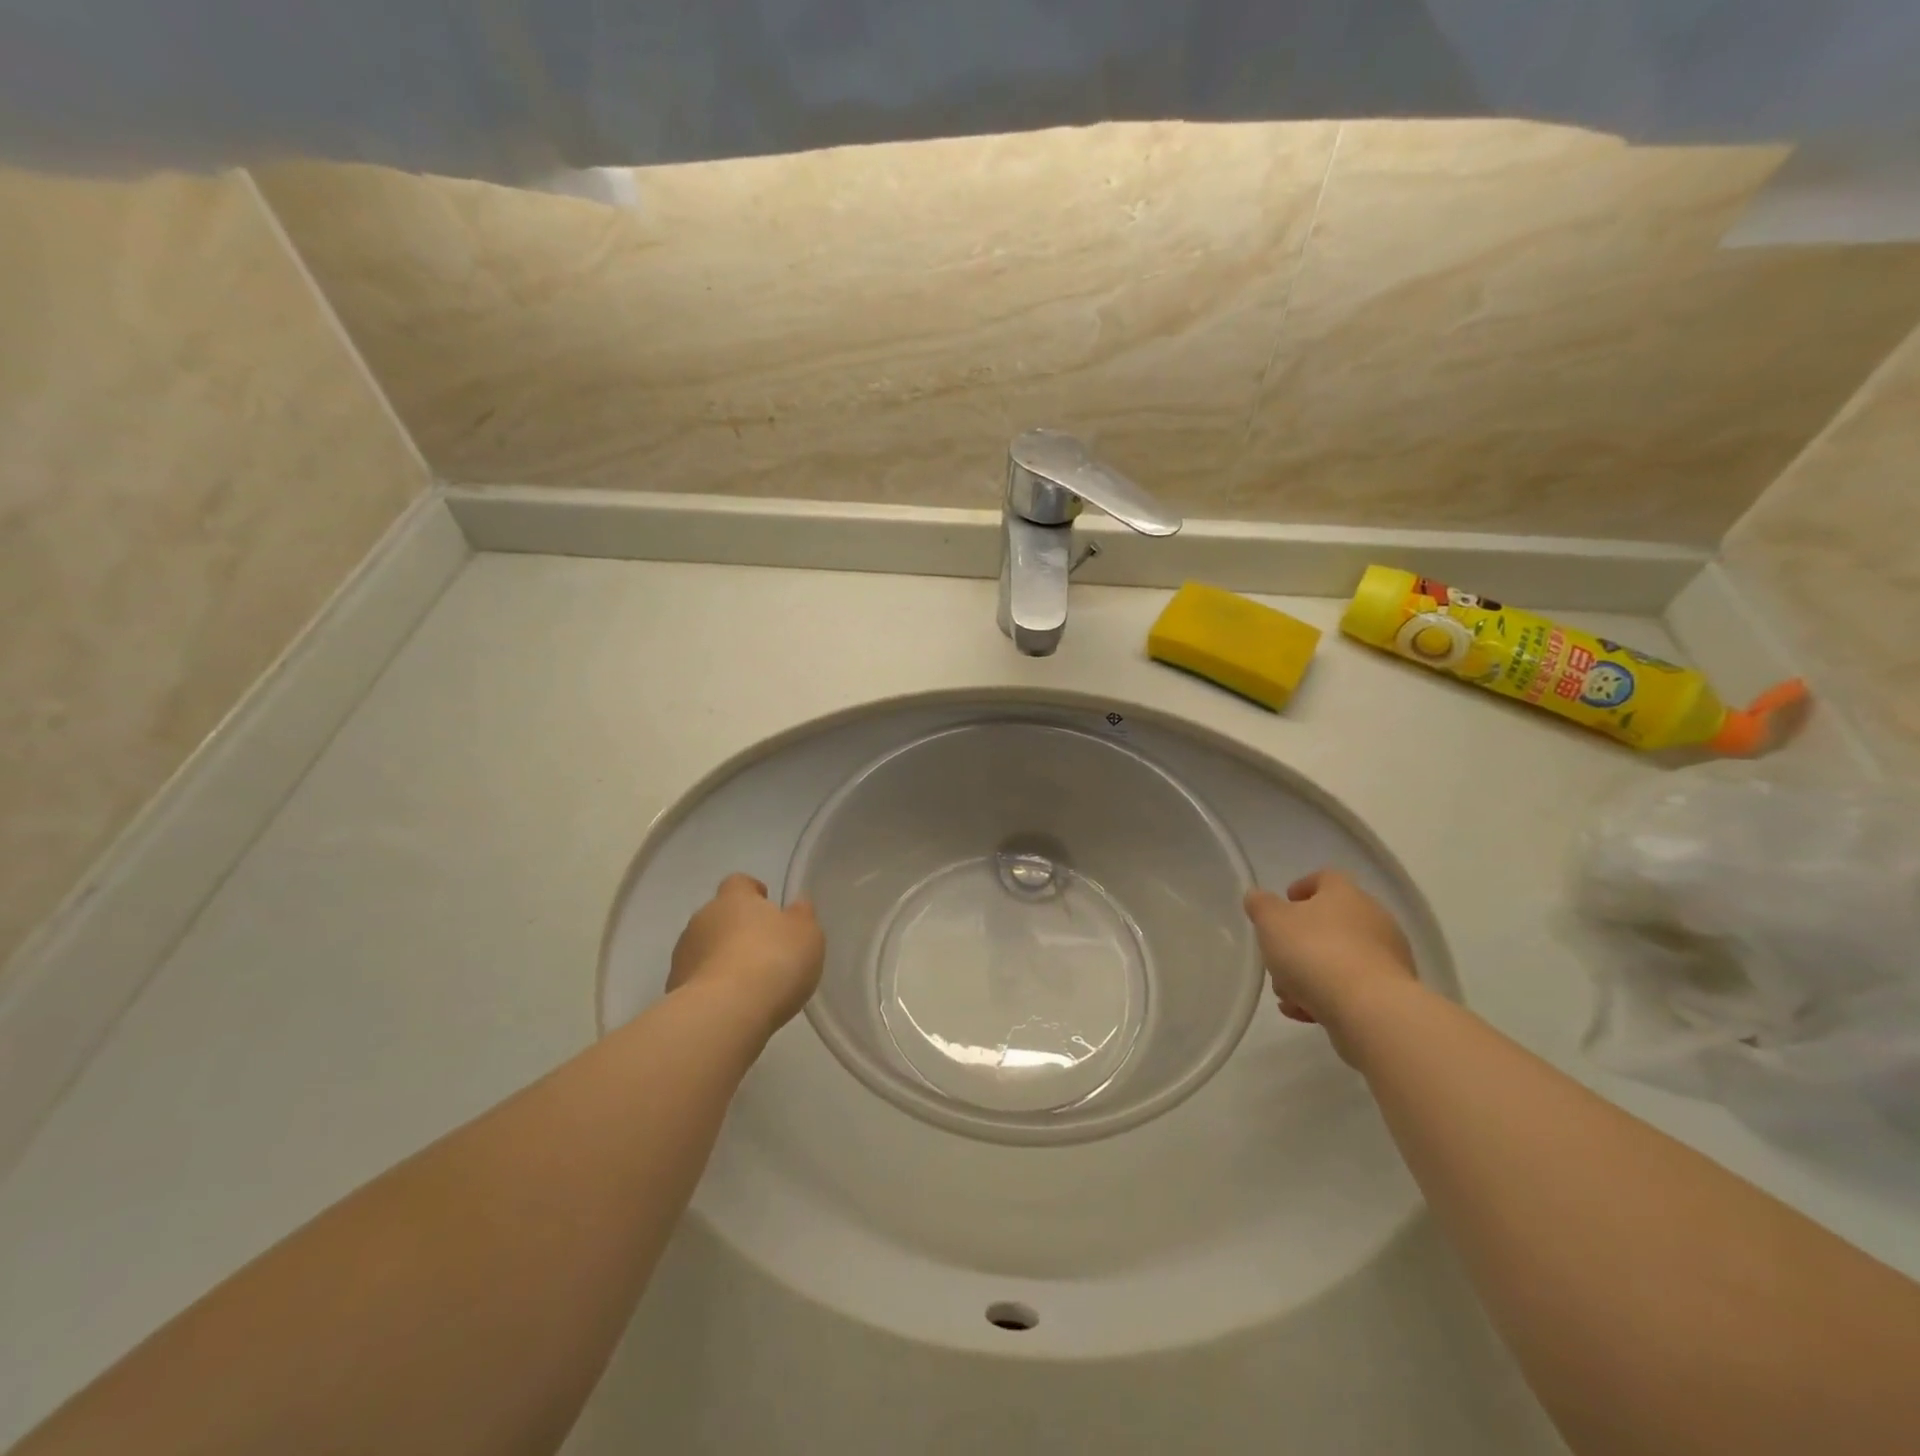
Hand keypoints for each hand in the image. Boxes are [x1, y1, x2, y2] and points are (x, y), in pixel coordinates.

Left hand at [668, 874, 825, 1036]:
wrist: (724, 1013)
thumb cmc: (773, 961)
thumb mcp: (806, 935)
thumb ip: (801, 916)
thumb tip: (796, 907)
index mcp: (734, 899)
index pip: (739, 883)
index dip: (753, 892)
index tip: (768, 906)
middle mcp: (702, 919)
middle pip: (719, 916)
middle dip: (737, 930)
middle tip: (764, 951)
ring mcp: (683, 956)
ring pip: (705, 949)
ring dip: (722, 959)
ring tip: (748, 984)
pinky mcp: (673, 990)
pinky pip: (697, 981)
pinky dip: (712, 988)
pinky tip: (732, 1006)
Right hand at [1243, 870, 1416, 1058]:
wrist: (1369, 1009)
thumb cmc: (1315, 952)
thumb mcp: (1271, 921)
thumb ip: (1261, 905)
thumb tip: (1258, 898)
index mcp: (1345, 894)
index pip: (1325, 878)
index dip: (1303, 886)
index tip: (1286, 901)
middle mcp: (1373, 919)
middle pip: (1330, 922)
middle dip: (1300, 940)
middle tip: (1278, 955)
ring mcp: (1387, 957)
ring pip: (1339, 958)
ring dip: (1310, 973)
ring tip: (1287, 994)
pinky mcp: (1391, 993)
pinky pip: (1352, 987)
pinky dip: (1328, 996)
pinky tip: (1305, 1012)